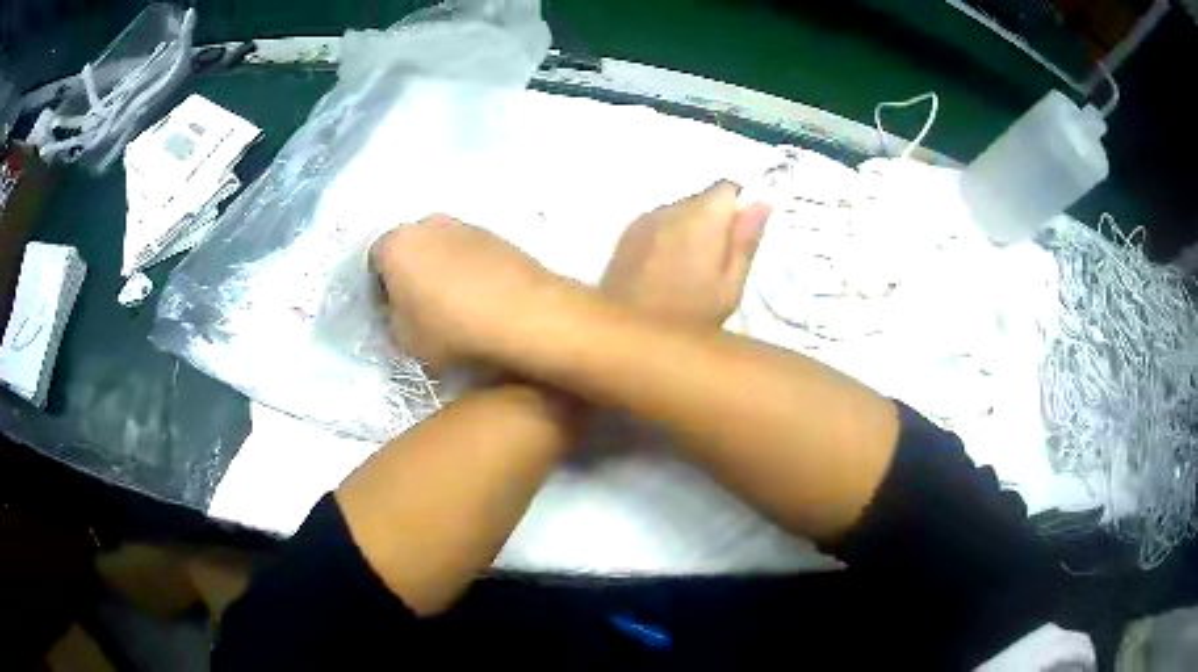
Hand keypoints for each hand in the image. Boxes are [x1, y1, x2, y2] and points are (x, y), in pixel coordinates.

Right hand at [370, 214, 553, 369]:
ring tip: (456, 305)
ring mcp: (465, 225)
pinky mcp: (497, 235)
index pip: (374, 261)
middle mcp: (428, 224)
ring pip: (441, 248)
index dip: (380, 289)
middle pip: (409, 249)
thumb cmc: (452, 328)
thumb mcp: (405, 340)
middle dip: (410, 274)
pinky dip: (469, 270)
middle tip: (421, 308)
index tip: (393, 313)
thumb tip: (400, 310)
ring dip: (441, 270)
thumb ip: (392, 320)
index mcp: (397, 244)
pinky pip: (470, 253)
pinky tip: (481, 298)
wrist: (525, 313)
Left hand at [602, 181, 770, 325]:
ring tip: (690, 272)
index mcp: (700, 218)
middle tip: (717, 265)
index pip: (728, 187)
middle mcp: (669, 209)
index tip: (741, 241)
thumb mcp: (728, 289)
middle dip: (715, 222)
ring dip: (690, 231)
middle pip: (702, 199)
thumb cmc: (686, 320)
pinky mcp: (624, 237)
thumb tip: (761, 201)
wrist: (625, 340)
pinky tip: (666, 271)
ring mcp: (642, 221)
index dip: (740, 210)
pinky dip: (668, 239)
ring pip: (679, 211)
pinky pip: (657, 225)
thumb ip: (745, 242)